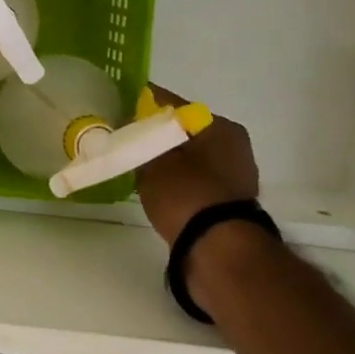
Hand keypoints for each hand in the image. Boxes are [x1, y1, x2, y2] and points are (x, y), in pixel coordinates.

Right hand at [133, 83, 259, 244]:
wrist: (218, 249)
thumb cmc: (185, 193)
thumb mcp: (153, 158)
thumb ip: (142, 136)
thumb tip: (134, 123)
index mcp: (220, 126)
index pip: (173, 104)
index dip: (143, 105)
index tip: (119, 109)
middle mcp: (234, 146)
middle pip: (183, 131)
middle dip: (155, 134)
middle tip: (125, 140)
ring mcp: (235, 176)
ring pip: (189, 156)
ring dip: (165, 158)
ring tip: (135, 165)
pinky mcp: (228, 203)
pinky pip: (193, 180)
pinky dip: (175, 180)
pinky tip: (154, 186)